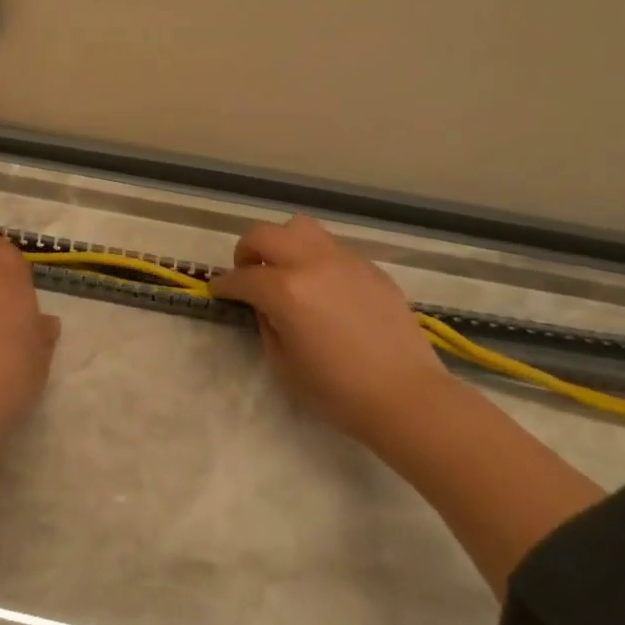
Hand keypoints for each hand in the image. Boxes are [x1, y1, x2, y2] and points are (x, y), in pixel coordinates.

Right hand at [208, 215, 451, 444]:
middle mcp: (311, 263)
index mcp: (285, 290)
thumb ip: (267, 325)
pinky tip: (323, 286)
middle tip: (247, 273)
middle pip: (265, 234)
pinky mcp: (369, 267)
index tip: (218, 290)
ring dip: (283, 243)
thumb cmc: (338, 391)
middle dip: (247, 251)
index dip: (224, 284)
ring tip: (285, 269)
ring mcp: (344, 260)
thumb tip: (265, 306)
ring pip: (300, 228)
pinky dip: (315, 257)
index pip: (242, 277)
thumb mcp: (284, 365)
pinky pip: (332, 247)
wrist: (406, 396)